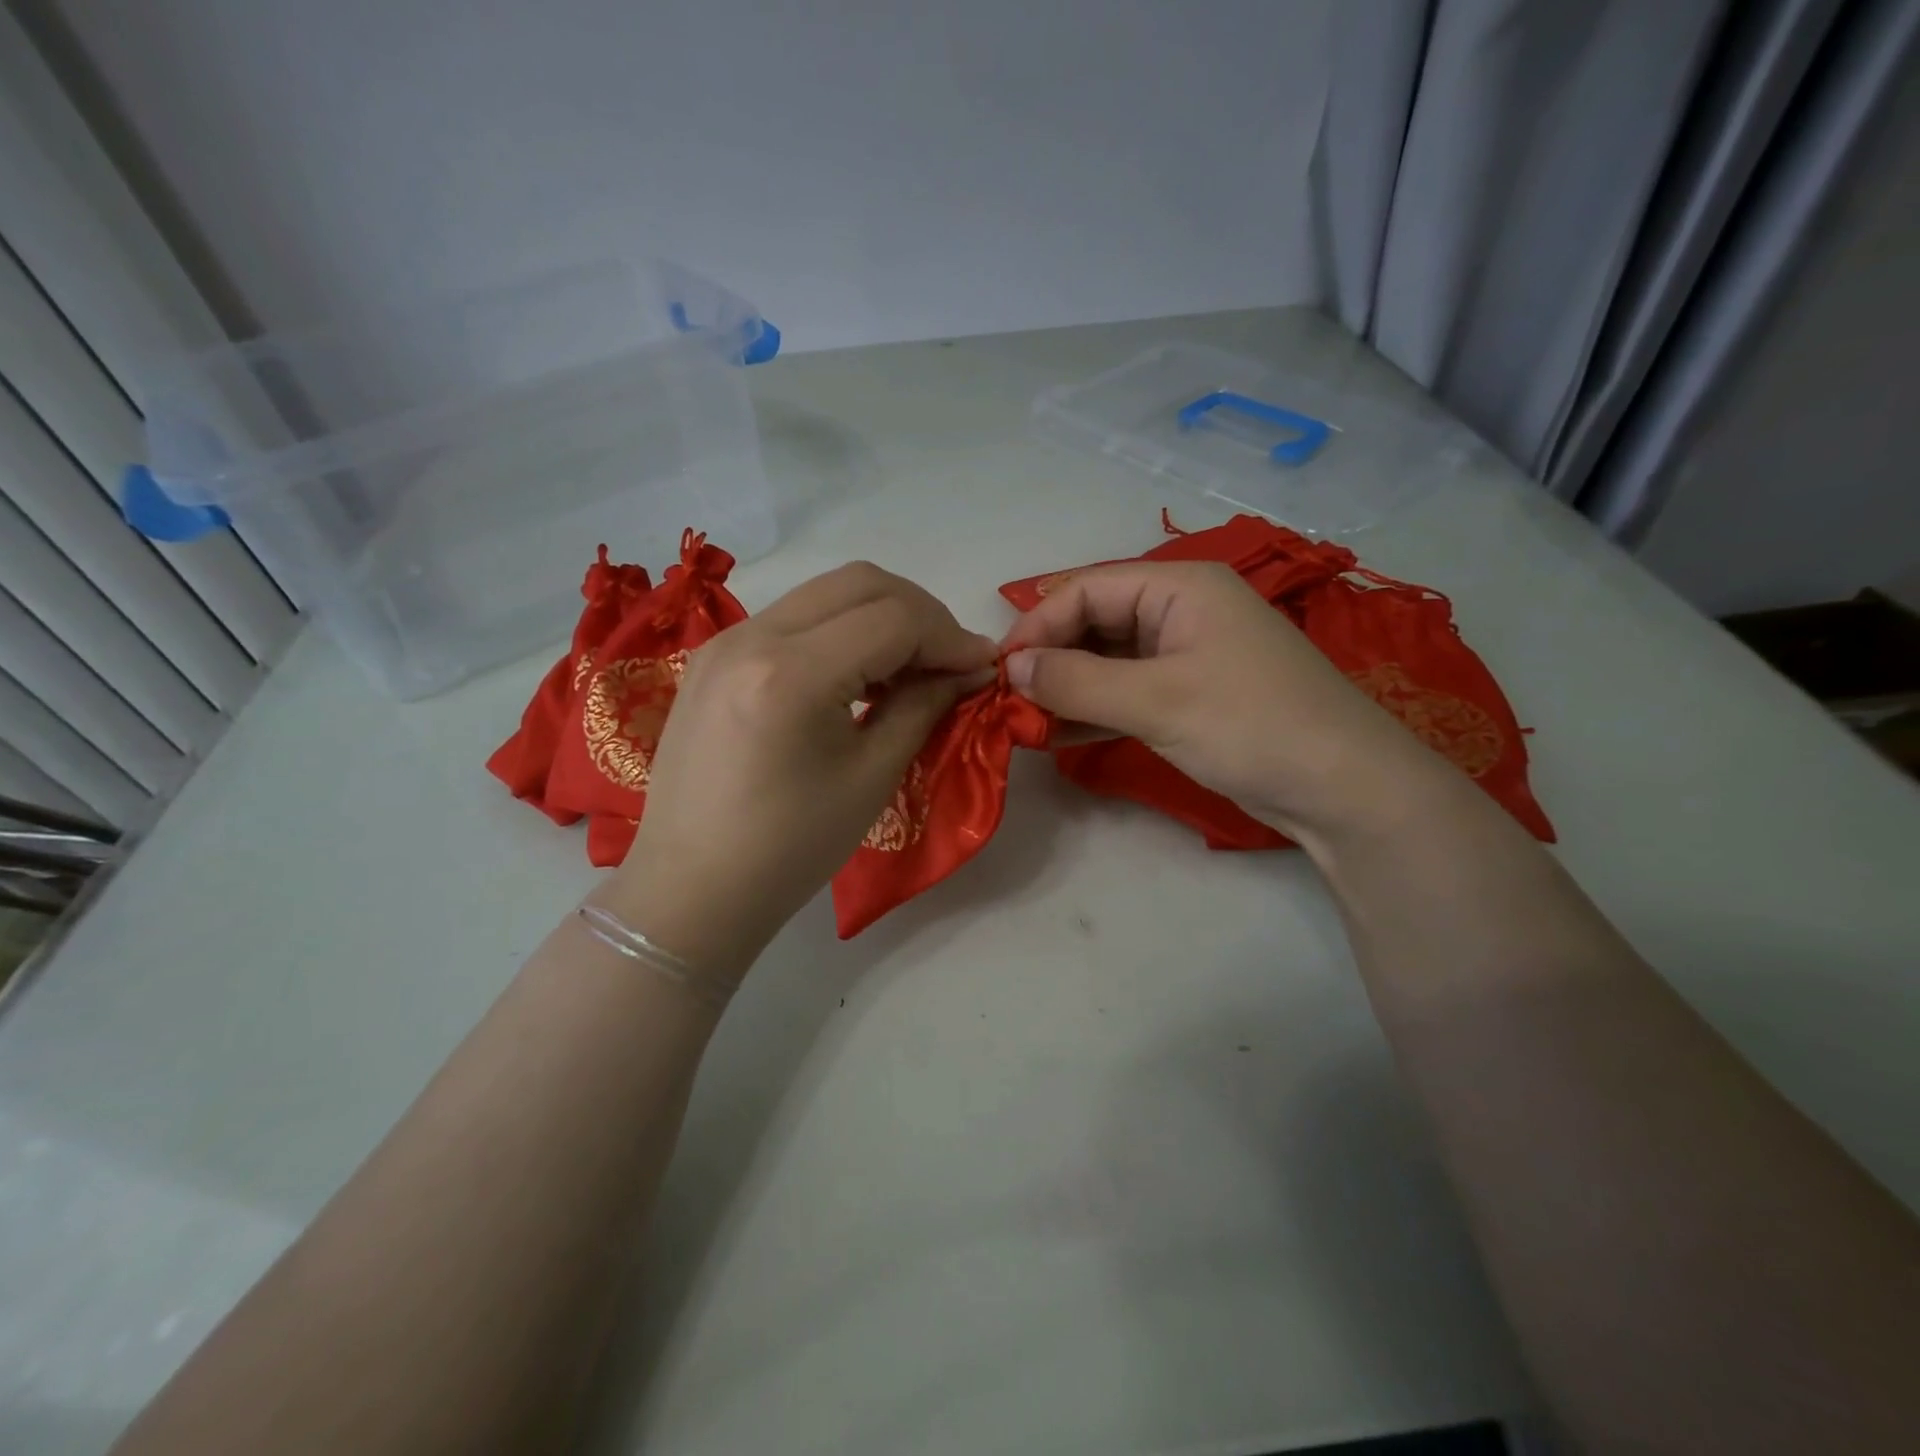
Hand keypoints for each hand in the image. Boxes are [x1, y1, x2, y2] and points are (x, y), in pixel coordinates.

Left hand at [602, 563, 995, 975]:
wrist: (692, 888)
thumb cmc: (789, 849)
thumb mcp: (872, 777)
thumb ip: (924, 707)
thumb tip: (970, 670)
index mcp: (791, 674)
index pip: (894, 618)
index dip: (950, 636)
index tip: (983, 666)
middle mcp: (752, 636)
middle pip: (860, 582)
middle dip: (920, 613)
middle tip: (951, 661)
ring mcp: (725, 640)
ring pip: (826, 592)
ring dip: (881, 617)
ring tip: (910, 669)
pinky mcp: (715, 656)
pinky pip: (794, 617)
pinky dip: (841, 630)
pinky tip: (859, 674)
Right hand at [1003, 561, 1451, 845]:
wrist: (1344, 790)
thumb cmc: (1251, 726)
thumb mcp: (1157, 700)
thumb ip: (1077, 682)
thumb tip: (1012, 669)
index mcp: (1179, 586)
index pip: (1087, 589)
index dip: (1038, 625)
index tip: (1000, 671)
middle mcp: (1181, 610)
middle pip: (1095, 622)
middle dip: (1050, 658)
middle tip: (1008, 701)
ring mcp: (1187, 655)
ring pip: (1107, 661)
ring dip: (1066, 689)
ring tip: (1023, 722)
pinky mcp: (1190, 696)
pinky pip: (1126, 693)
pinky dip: (1093, 710)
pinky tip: (1057, 735)